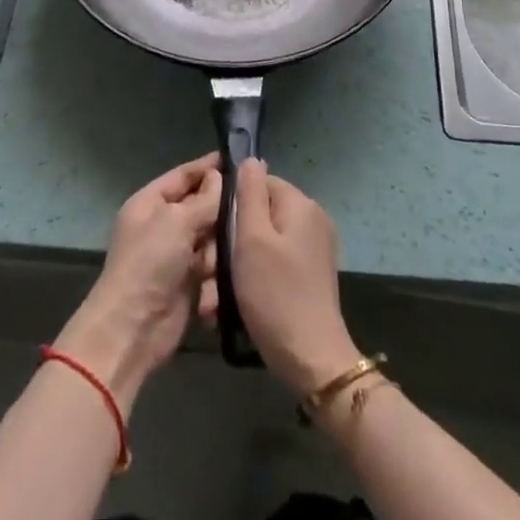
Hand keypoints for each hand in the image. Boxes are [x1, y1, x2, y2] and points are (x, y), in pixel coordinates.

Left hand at [54, 154, 220, 411]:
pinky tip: (220, 278)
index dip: (209, 167)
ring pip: (211, 238)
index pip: (183, 175)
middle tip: (252, 207)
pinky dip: (216, 273)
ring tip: (225, 255)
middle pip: (201, 207)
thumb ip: (203, 199)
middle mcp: (162, 225)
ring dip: (218, 248)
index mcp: (150, 203)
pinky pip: (211, 267)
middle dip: (221, 210)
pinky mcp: (188, 283)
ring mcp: (175, 255)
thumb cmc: (149, 263)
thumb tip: (219, 178)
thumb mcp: (176, 221)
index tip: (241, 159)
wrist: (132, 328)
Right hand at [203, 159, 359, 396]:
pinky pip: (273, 266)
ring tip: (213, 300)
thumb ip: (249, 194)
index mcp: (301, 205)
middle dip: (228, 244)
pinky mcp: (309, 277)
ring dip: (234, 268)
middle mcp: (311, 221)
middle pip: (259, 216)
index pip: (258, 183)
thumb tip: (250, 159)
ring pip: (261, 245)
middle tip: (207, 274)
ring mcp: (313, 250)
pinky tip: (230, 308)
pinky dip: (252, 281)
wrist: (312, 361)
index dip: (230, 204)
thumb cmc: (276, 294)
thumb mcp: (252, 238)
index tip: (210, 233)